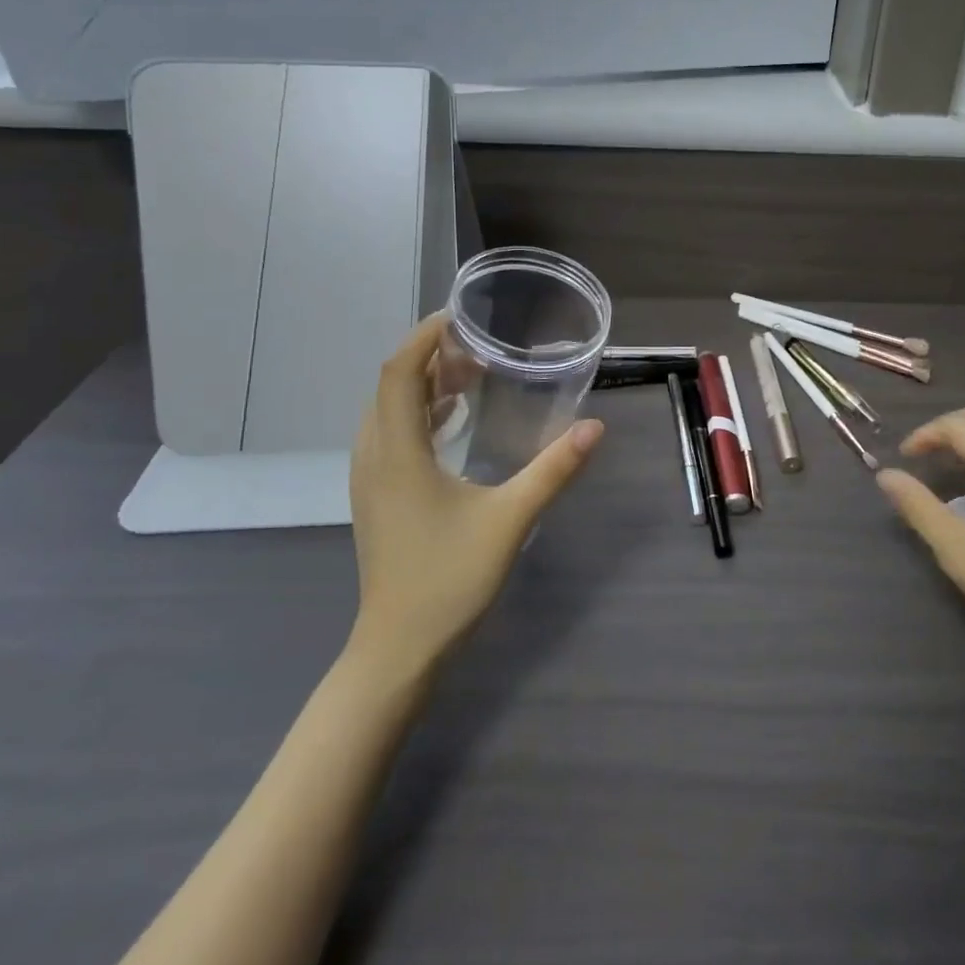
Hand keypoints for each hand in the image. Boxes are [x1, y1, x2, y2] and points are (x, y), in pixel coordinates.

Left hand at [347, 314, 603, 676]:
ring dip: (423, 384)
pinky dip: (418, 413)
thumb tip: (595, 427)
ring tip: (469, 376)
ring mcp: (370, 479)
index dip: (424, 337)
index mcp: (398, 453)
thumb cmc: (449, 580)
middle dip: (430, 356)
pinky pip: (390, 435)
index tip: (460, 317)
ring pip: (387, 411)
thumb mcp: (510, 520)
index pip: (399, 373)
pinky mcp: (376, 497)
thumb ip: (553, 470)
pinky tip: (452, 422)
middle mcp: (374, 456)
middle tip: (478, 347)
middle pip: (391, 385)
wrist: (399, 647)